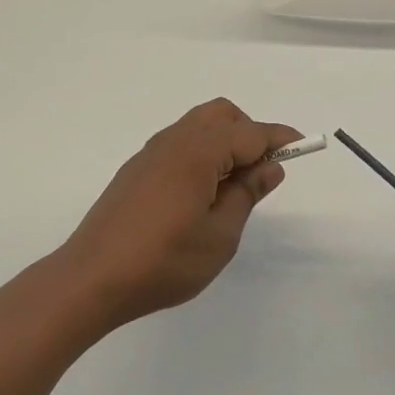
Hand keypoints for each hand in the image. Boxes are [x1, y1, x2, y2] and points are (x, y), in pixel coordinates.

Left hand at [58, 99, 300, 329]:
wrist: (91, 279)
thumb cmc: (163, 261)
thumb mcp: (219, 236)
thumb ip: (246, 194)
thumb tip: (269, 167)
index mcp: (197, 152)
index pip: (249, 133)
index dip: (279, 138)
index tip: (303, 145)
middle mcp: (174, 141)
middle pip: (222, 115)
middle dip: (249, 132)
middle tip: (262, 172)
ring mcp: (151, 153)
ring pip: (198, 126)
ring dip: (224, 141)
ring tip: (233, 186)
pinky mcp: (137, 170)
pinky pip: (180, 143)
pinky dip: (202, 152)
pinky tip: (201, 192)